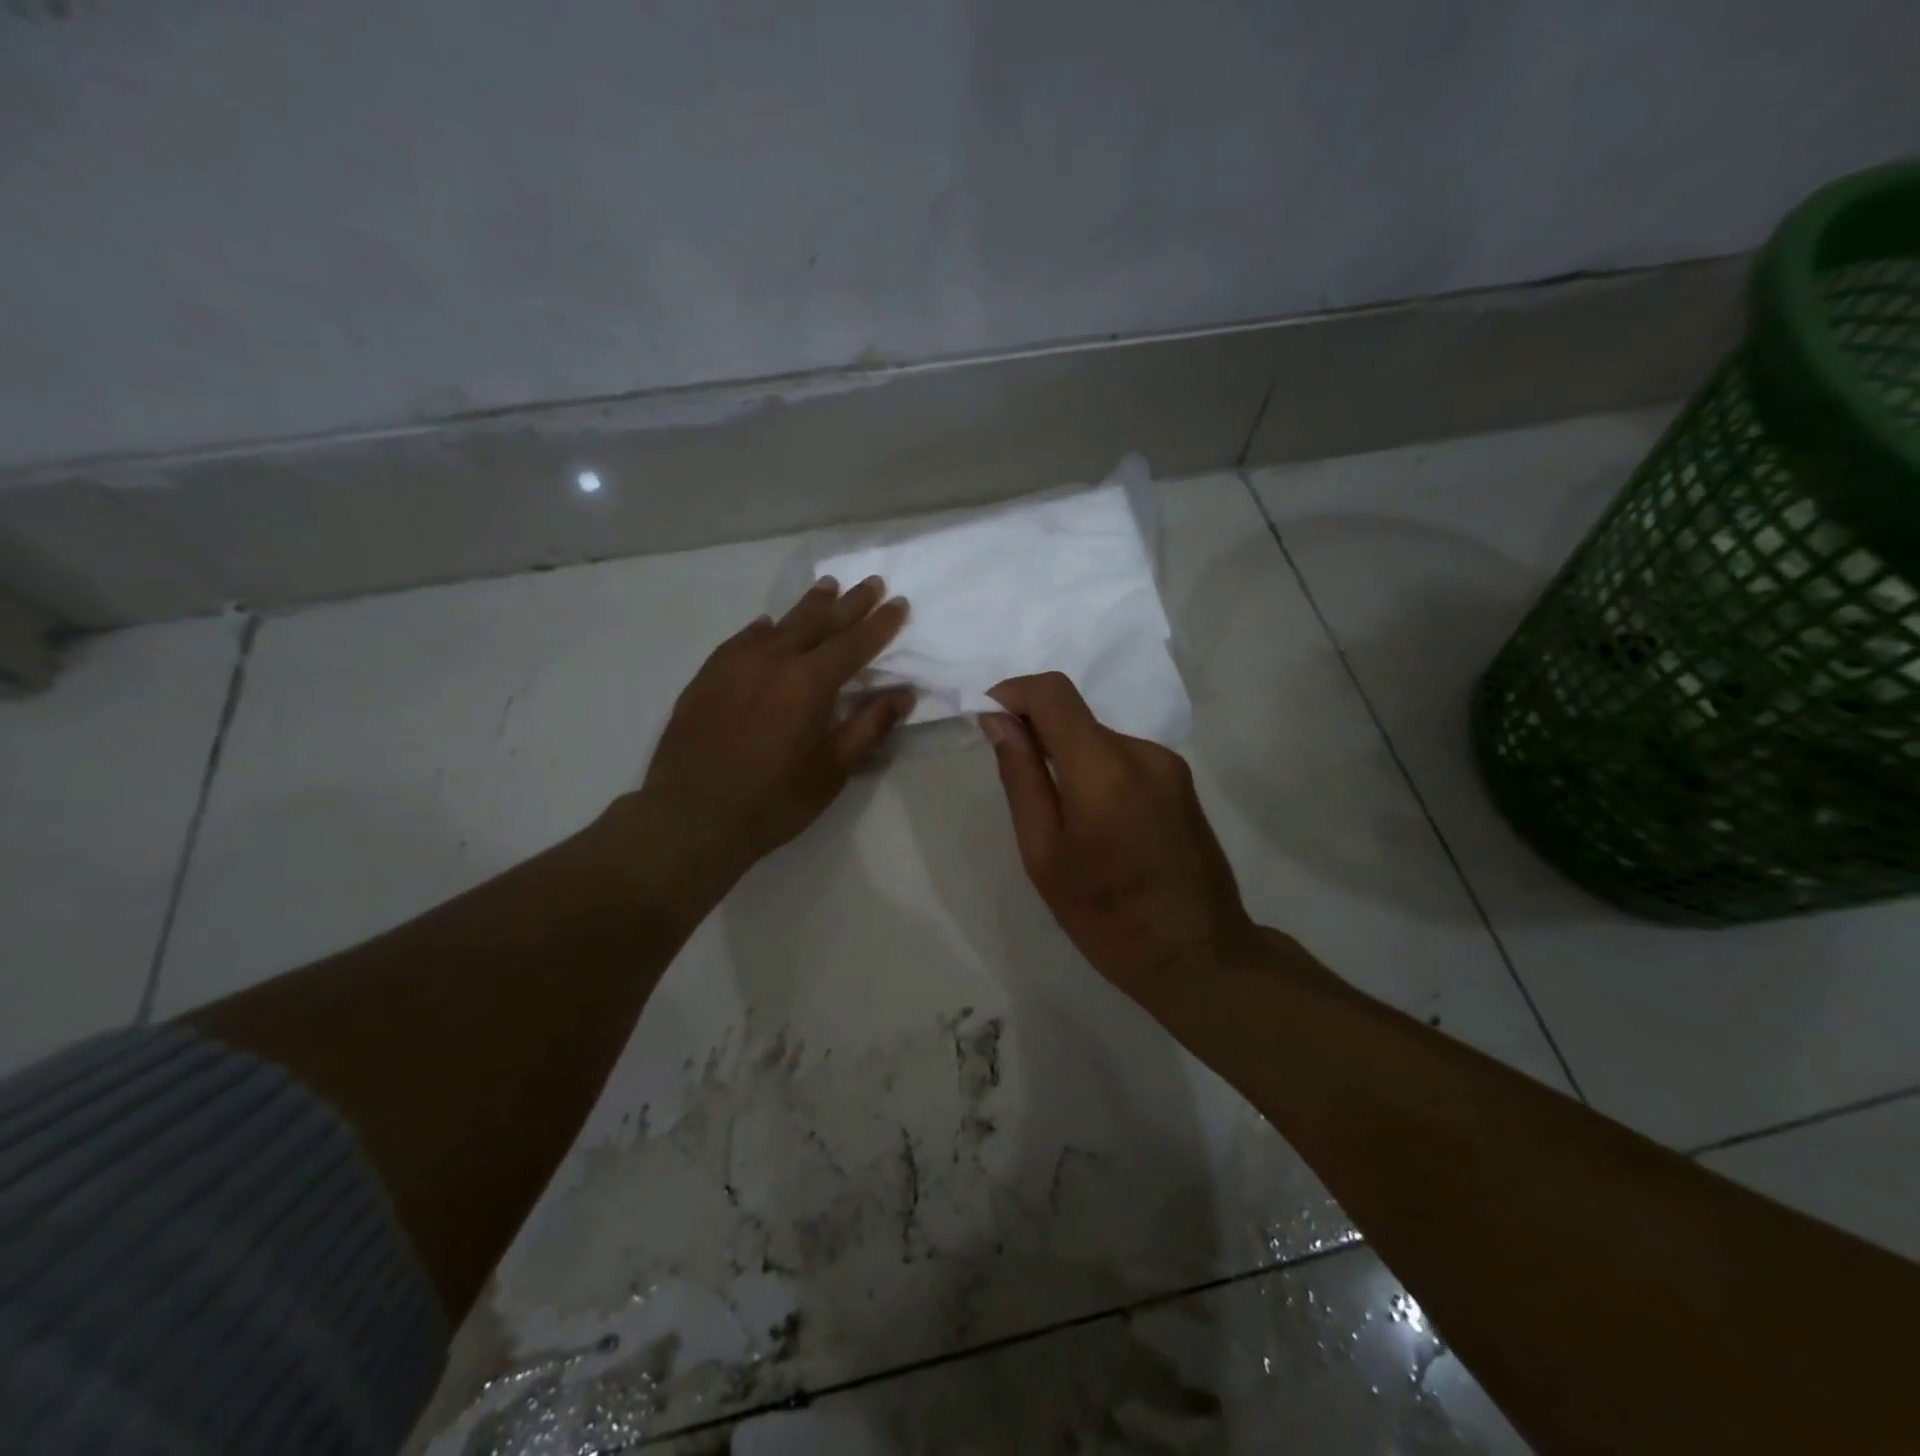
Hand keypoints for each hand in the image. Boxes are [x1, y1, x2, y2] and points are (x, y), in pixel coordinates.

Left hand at [608, 576, 911, 908]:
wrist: (692, 816)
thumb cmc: (775, 800)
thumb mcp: (833, 769)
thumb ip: (870, 726)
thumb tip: (904, 693)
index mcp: (810, 682)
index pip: (854, 643)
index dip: (880, 624)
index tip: (898, 604)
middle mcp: (774, 660)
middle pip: (819, 622)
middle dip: (849, 603)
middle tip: (870, 582)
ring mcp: (736, 664)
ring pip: (780, 625)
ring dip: (808, 606)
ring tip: (827, 587)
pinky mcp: (708, 676)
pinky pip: (742, 640)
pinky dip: (763, 629)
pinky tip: (767, 625)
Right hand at [980, 672, 1263, 1002]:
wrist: (1199, 956)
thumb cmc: (1107, 916)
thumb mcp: (1044, 854)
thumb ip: (1022, 778)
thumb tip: (999, 722)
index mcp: (1104, 768)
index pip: (1054, 693)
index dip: (1014, 692)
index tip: (988, 717)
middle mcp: (1142, 752)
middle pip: (1076, 717)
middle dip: (1038, 732)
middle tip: (1017, 780)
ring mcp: (1169, 766)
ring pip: (1100, 738)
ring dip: (1068, 756)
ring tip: (1060, 816)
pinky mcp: (1181, 782)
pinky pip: (1124, 759)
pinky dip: (1097, 771)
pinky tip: (1097, 823)